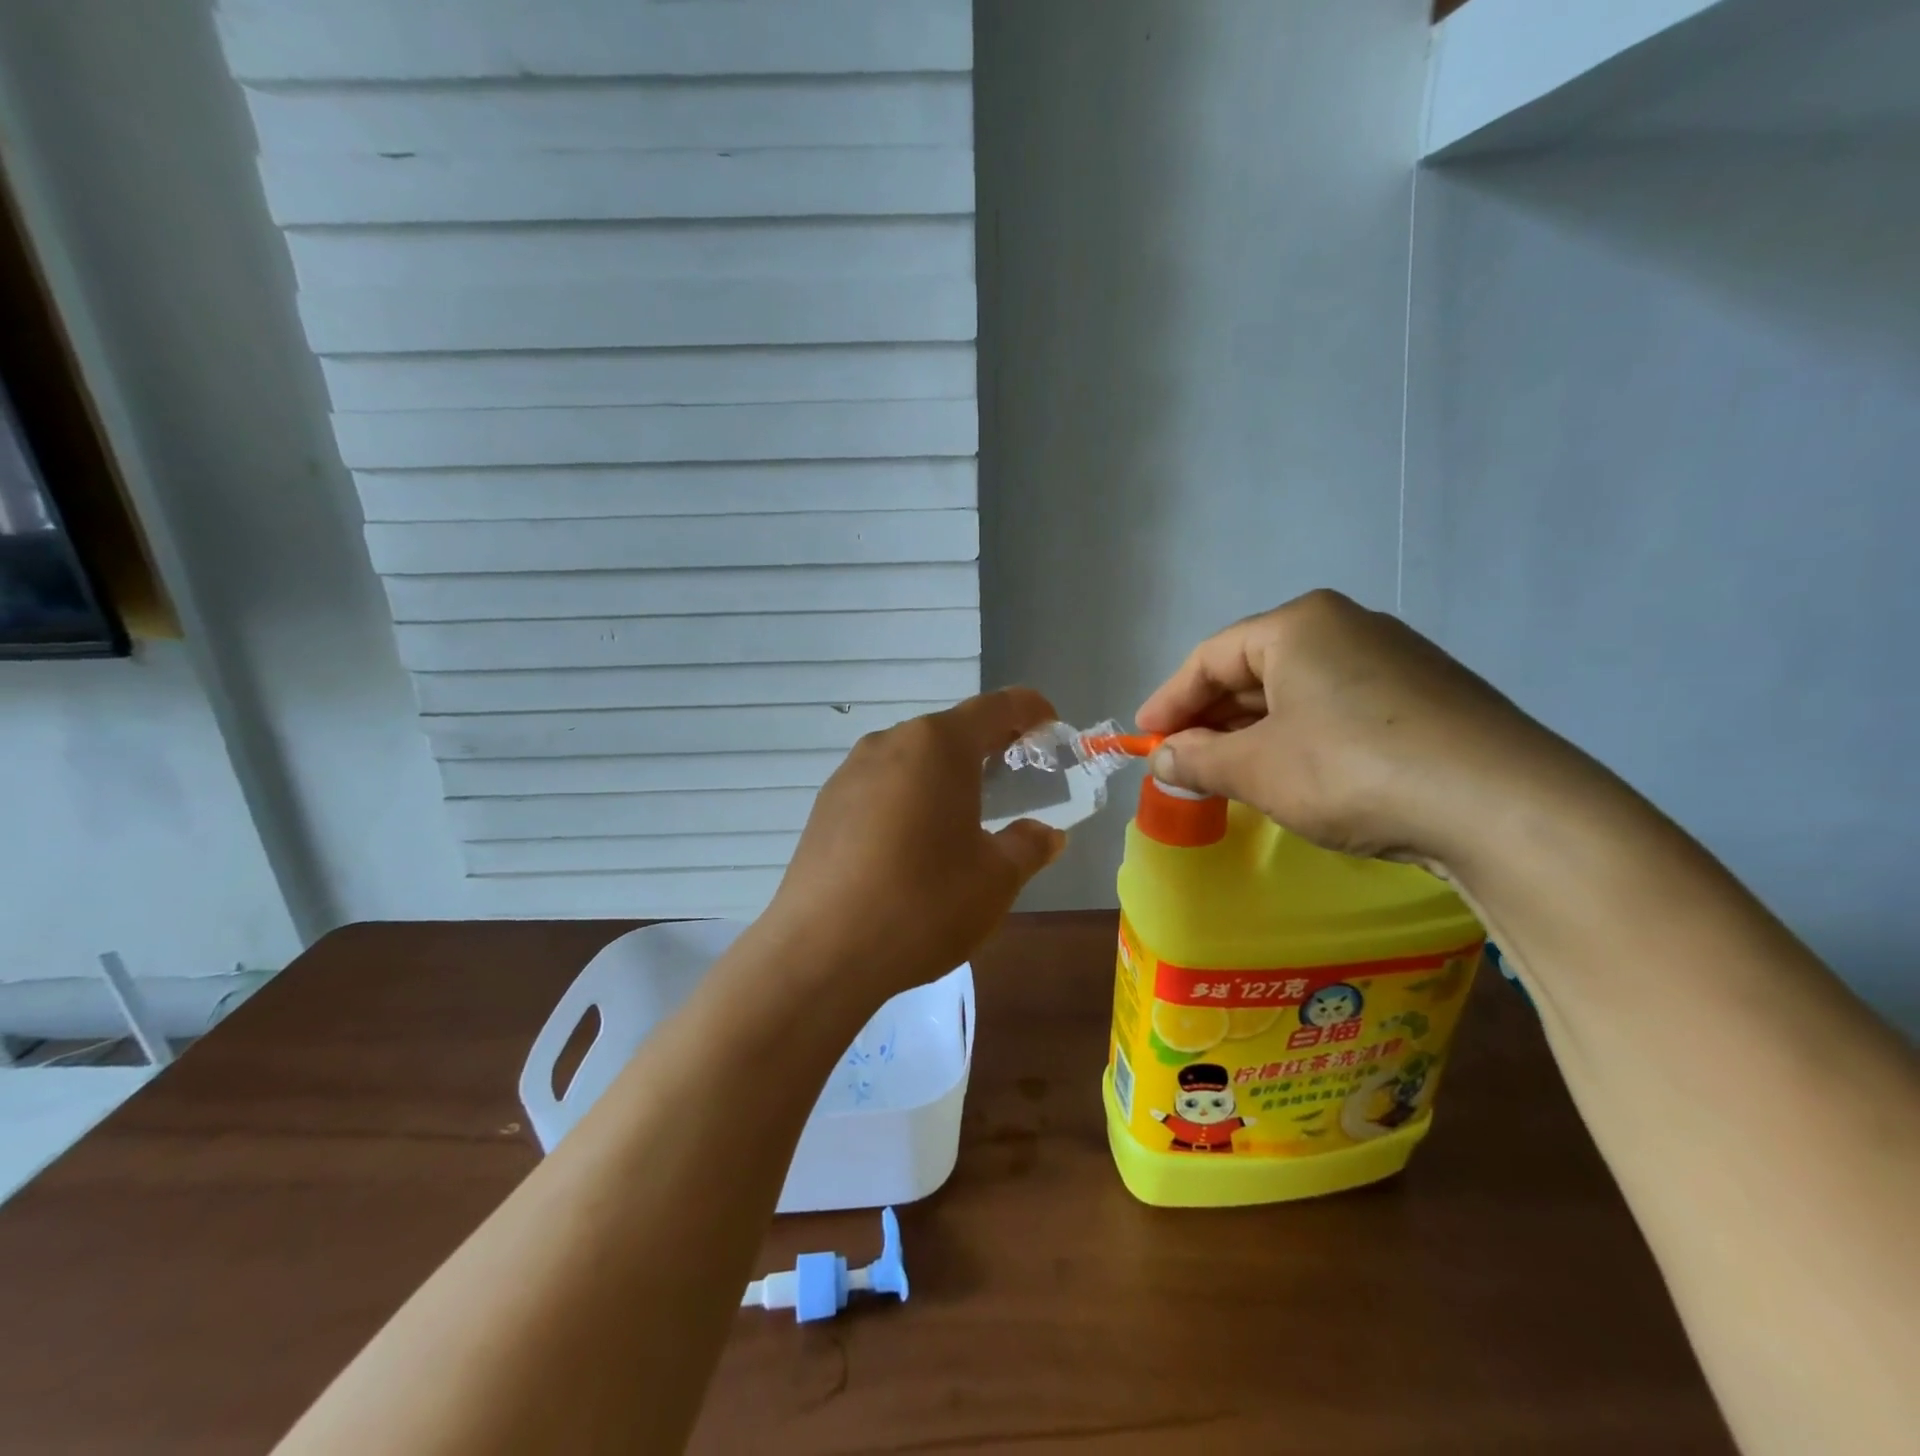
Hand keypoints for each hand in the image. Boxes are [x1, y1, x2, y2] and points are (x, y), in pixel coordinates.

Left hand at [762, 690, 1067, 1005]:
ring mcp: (850, 772)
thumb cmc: (924, 903)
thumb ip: (1029, 846)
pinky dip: (909, 796)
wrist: (821, 951)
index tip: (1050, 727)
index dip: (1030, 710)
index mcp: (938, 745)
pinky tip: (913, 841)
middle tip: (1015, 777)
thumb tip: (1044, 834)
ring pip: (912, 758)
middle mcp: (890, 742)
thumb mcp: (996, 879)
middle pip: (950, 730)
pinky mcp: (825, 805)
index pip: (996, 707)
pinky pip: (881, 785)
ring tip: (964, 813)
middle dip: (987, 746)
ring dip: (944, 773)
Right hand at [1136, 590, 1570, 868]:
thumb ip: (1198, 759)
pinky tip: (1293, 772)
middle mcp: (1346, 627)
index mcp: (1298, 625)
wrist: (1503, 806)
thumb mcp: (1257, 769)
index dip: (1170, 700)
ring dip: (1254, 731)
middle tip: (1182, 759)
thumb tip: (1164, 759)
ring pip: (1297, 691)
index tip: (1145, 738)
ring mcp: (1393, 659)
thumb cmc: (1351, 771)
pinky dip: (1299, 737)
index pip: (1210, 657)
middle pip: (1254, 670)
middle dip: (1212, 718)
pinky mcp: (1426, 696)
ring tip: (1228, 772)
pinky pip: (1337, 707)